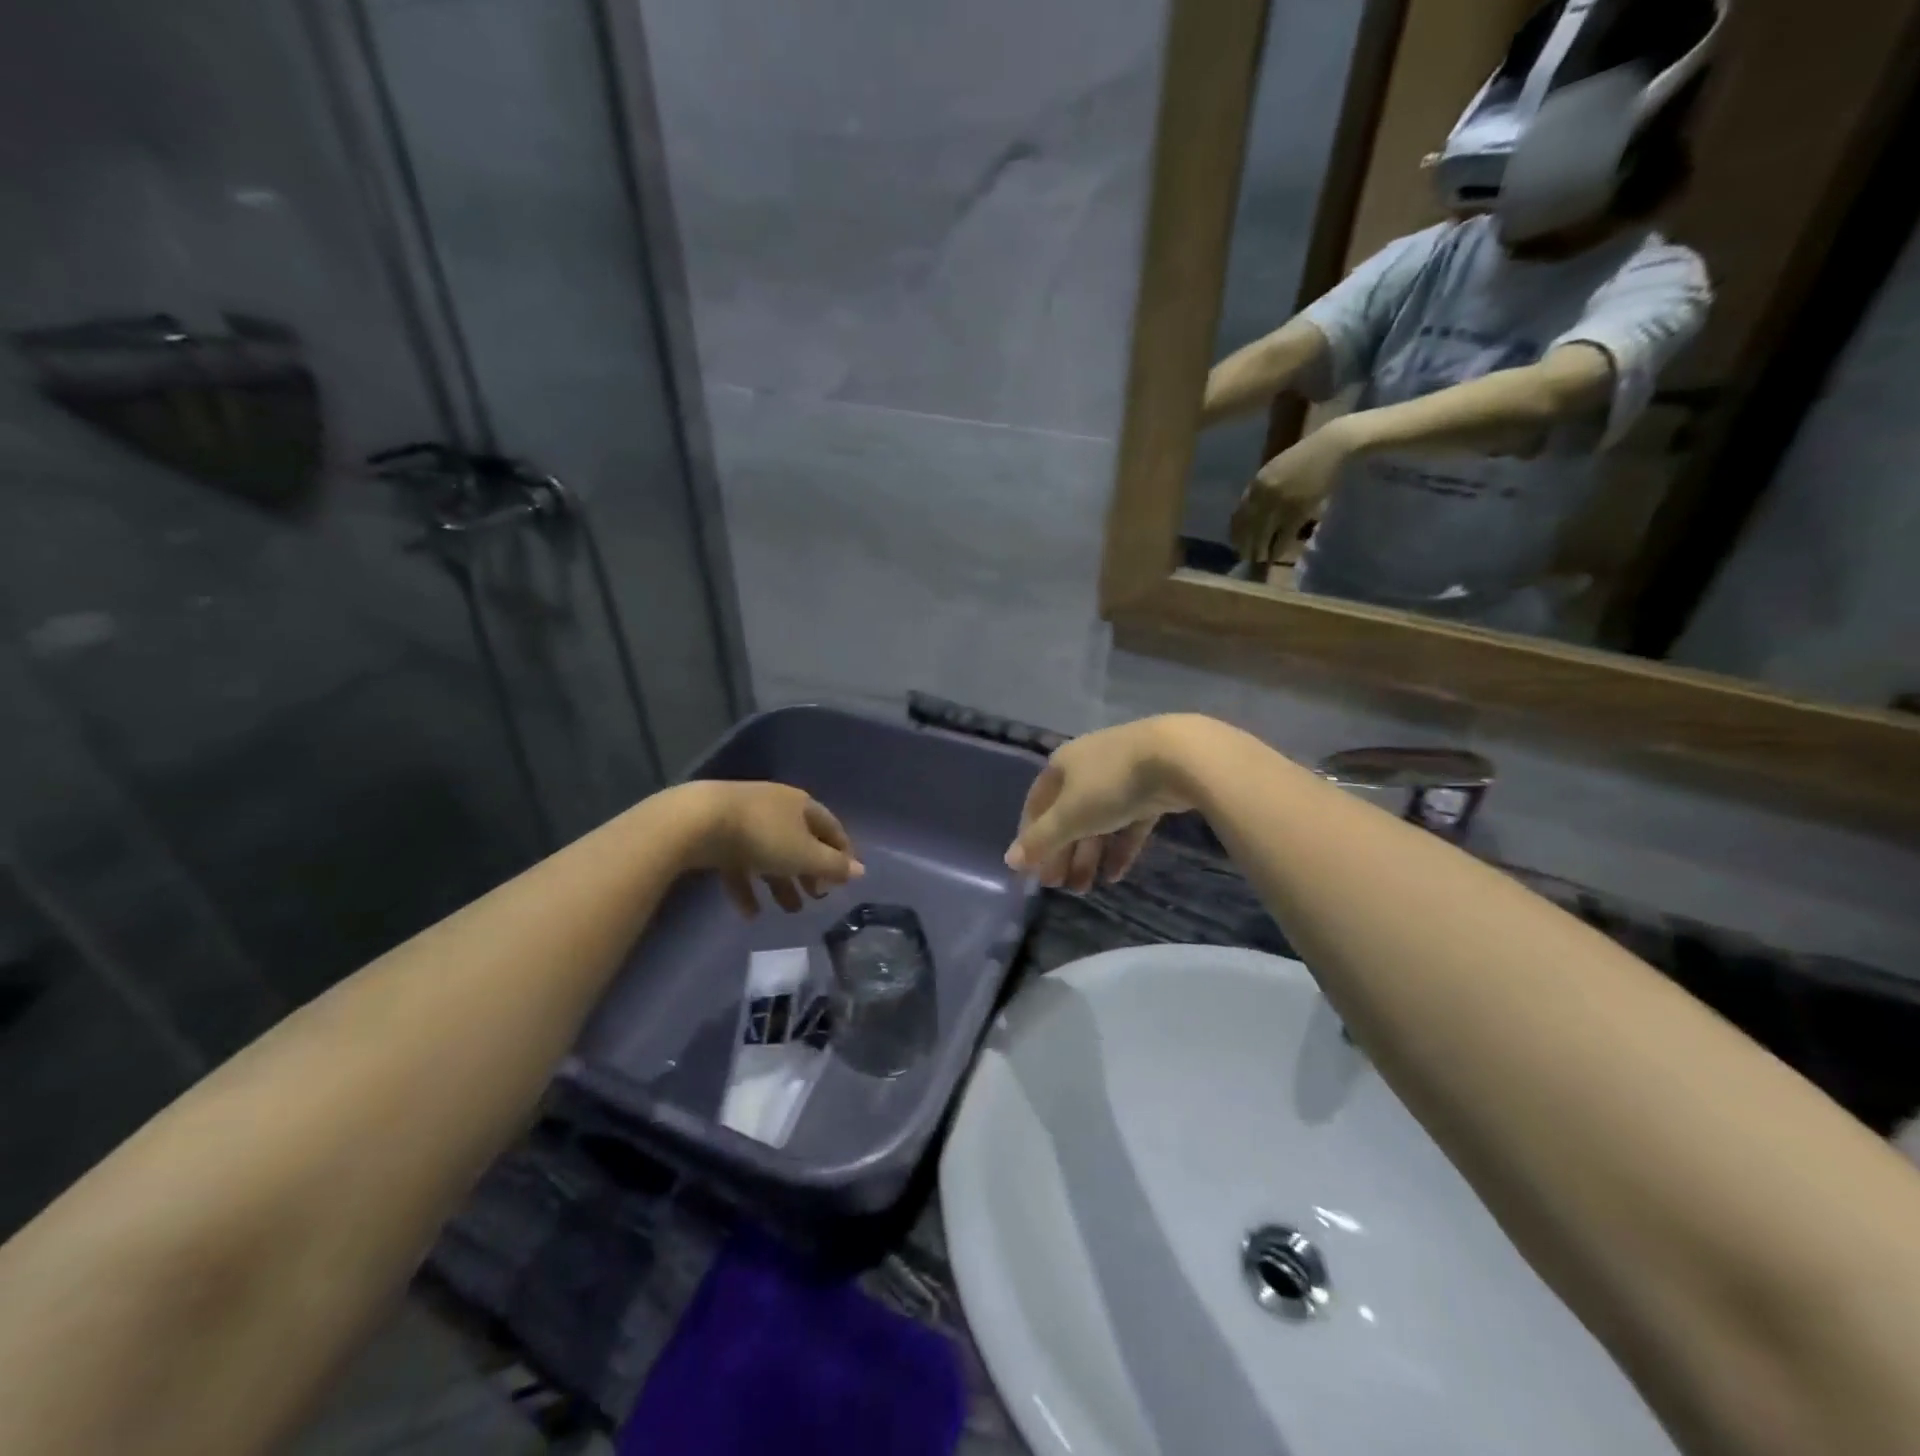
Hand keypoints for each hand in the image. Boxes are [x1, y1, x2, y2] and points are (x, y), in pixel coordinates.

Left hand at [679, 781, 863, 916]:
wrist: (697, 821)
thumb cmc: (763, 835)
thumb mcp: (804, 855)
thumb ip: (833, 866)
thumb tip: (861, 871)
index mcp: (801, 805)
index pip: (831, 827)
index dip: (842, 853)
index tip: (847, 878)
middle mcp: (776, 807)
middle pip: (800, 842)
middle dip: (810, 872)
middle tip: (817, 897)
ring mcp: (745, 820)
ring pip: (770, 855)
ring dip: (781, 883)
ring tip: (789, 910)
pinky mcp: (718, 835)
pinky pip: (740, 863)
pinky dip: (748, 886)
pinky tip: (750, 913)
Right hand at [1003, 717, 1209, 892]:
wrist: (1178, 758)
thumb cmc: (1110, 784)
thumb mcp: (1070, 816)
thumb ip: (1041, 840)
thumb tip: (1009, 861)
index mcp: (1061, 765)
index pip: (1036, 805)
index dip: (1031, 837)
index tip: (1031, 870)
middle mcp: (1087, 766)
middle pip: (1068, 816)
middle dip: (1062, 853)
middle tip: (1059, 887)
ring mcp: (1122, 776)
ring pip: (1099, 822)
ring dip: (1088, 856)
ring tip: (1085, 888)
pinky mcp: (1152, 789)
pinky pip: (1129, 823)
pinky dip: (1119, 847)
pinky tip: (1115, 875)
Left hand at [1229, 420, 1353, 563]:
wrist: (1331, 448)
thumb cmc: (1303, 458)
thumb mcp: (1273, 471)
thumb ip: (1259, 491)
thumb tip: (1248, 514)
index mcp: (1256, 484)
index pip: (1239, 514)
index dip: (1235, 532)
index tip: (1235, 543)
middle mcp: (1264, 495)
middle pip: (1248, 528)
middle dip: (1245, 545)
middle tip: (1244, 557)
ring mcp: (1282, 504)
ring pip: (1263, 535)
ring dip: (1259, 550)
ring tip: (1258, 560)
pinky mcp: (1299, 512)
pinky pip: (1284, 536)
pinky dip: (1278, 548)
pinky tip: (1275, 556)